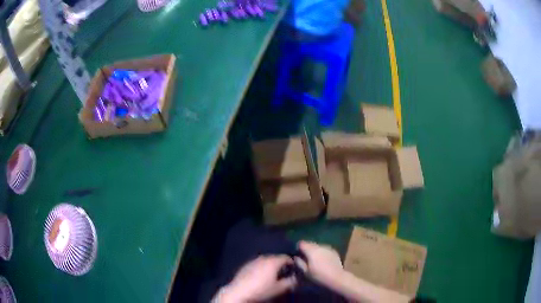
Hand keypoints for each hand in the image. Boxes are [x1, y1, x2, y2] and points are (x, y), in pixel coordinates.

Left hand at [215, 255, 296, 301]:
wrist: (239, 291)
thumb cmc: (261, 289)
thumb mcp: (279, 288)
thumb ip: (291, 282)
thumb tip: (297, 278)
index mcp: (273, 261)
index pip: (286, 257)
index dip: (292, 263)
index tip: (295, 270)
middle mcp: (263, 257)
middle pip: (276, 258)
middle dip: (281, 264)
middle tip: (285, 273)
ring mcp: (253, 260)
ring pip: (266, 260)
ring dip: (271, 265)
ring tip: (273, 275)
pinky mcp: (246, 265)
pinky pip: (258, 264)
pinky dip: (262, 267)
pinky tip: (261, 276)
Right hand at [295, 240, 344, 285]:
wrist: (337, 278)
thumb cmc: (319, 276)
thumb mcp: (305, 272)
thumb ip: (299, 262)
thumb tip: (296, 257)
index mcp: (311, 250)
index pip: (301, 243)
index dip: (298, 248)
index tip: (298, 255)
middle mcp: (320, 246)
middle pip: (310, 243)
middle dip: (306, 249)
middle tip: (305, 258)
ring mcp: (328, 248)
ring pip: (318, 246)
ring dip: (315, 251)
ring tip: (315, 260)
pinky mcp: (334, 251)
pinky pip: (325, 249)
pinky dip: (322, 253)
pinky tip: (323, 261)